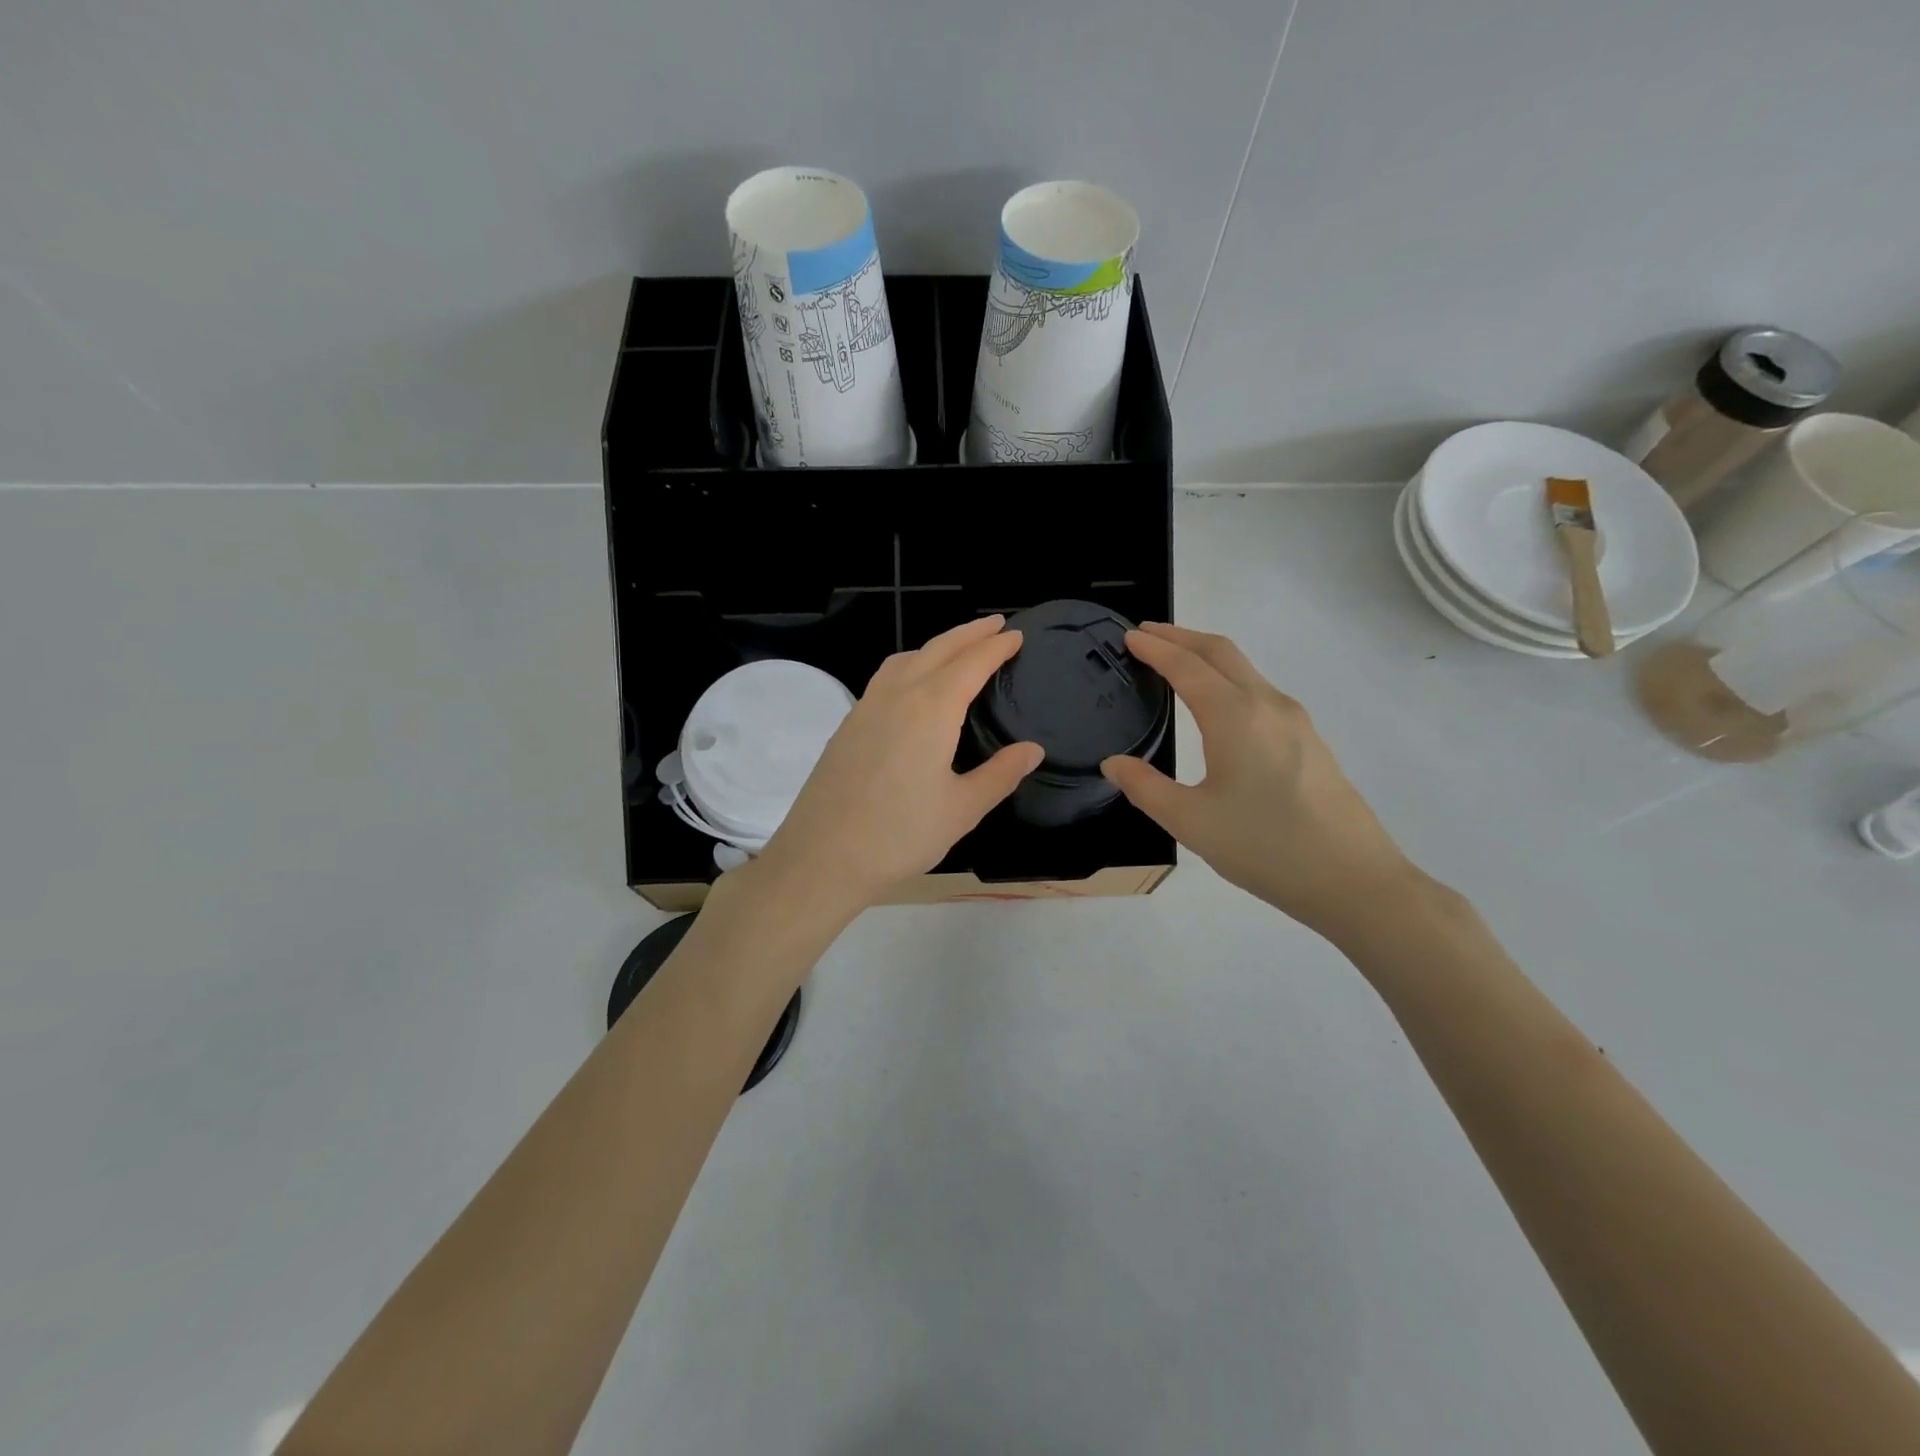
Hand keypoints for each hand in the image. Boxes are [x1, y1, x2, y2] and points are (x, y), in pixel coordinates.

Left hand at [756, 616, 1043, 913]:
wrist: (822, 858)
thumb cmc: (900, 836)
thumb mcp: (962, 809)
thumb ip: (1000, 774)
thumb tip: (1032, 750)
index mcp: (930, 710)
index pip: (971, 664)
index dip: (996, 647)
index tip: (1016, 635)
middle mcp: (897, 696)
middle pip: (937, 649)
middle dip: (969, 633)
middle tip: (996, 624)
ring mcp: (866, 708)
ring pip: (906, 659)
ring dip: (936, 645)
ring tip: (957, 649)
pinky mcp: (847, 726)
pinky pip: (885, 678)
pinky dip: (910, 664)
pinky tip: (913, 686)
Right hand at [1101, 623, 1413, 936]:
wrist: (1352, 879)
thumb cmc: (1265, 847)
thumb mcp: (1191, 822)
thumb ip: (1145, 787)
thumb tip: (1114, 763)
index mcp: (1235, 716)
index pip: (1186, 666)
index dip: (1155, 648)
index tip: (1129, 637)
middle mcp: (1267, 704)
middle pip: (1221, 651)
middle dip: (1181, 636)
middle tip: (1146, 635)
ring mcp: (1295, 720)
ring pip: (1245, 669)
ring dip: (1207, 656)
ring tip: (1176, 662)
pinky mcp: (1310, 739)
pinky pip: (1260, 691)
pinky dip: (1229, 678)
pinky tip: (1218, 704)